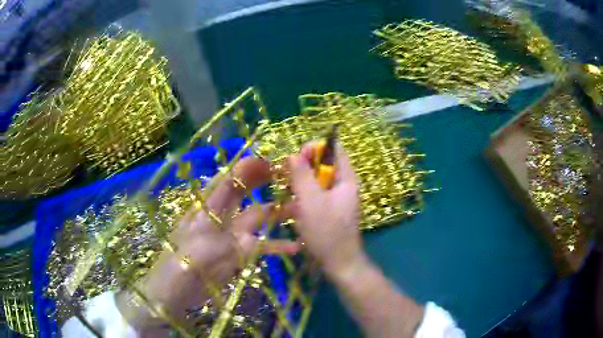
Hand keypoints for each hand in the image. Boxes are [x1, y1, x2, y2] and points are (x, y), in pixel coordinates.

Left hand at [116, 157, 299, 331]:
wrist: (175, 293)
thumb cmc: (181, 262)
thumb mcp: (200, 235)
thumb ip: (225, 210)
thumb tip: (245, 182)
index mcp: (207, 207)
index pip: (229, 179)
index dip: (248, 169)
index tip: (271, 162)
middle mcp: (221, 217)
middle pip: (245, 194)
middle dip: (264, 183)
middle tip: (290, 177)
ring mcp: (231, 236)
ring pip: (258, 218)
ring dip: (277, 213)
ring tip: (301, 209)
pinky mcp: (239, 255)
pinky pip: (262, 246)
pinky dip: (278, 245)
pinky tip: (296, 246)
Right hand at [288, 142, 366, 279]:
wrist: (339, 263)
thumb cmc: (327, 231)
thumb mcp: (311, 201)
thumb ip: (302, 175)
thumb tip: (293, 154)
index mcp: (346, 178)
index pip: (335, 149)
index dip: (316, 147)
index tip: (297, 156)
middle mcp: (344, 185)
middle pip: (324, 164)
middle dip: (304, 166)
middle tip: (286, 174)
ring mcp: (337, 199)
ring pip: (317, 181)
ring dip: (300, 182)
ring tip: (285, 190)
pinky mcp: (329, 211)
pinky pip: (315, 197)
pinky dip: (302, 197)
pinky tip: (289, 206)